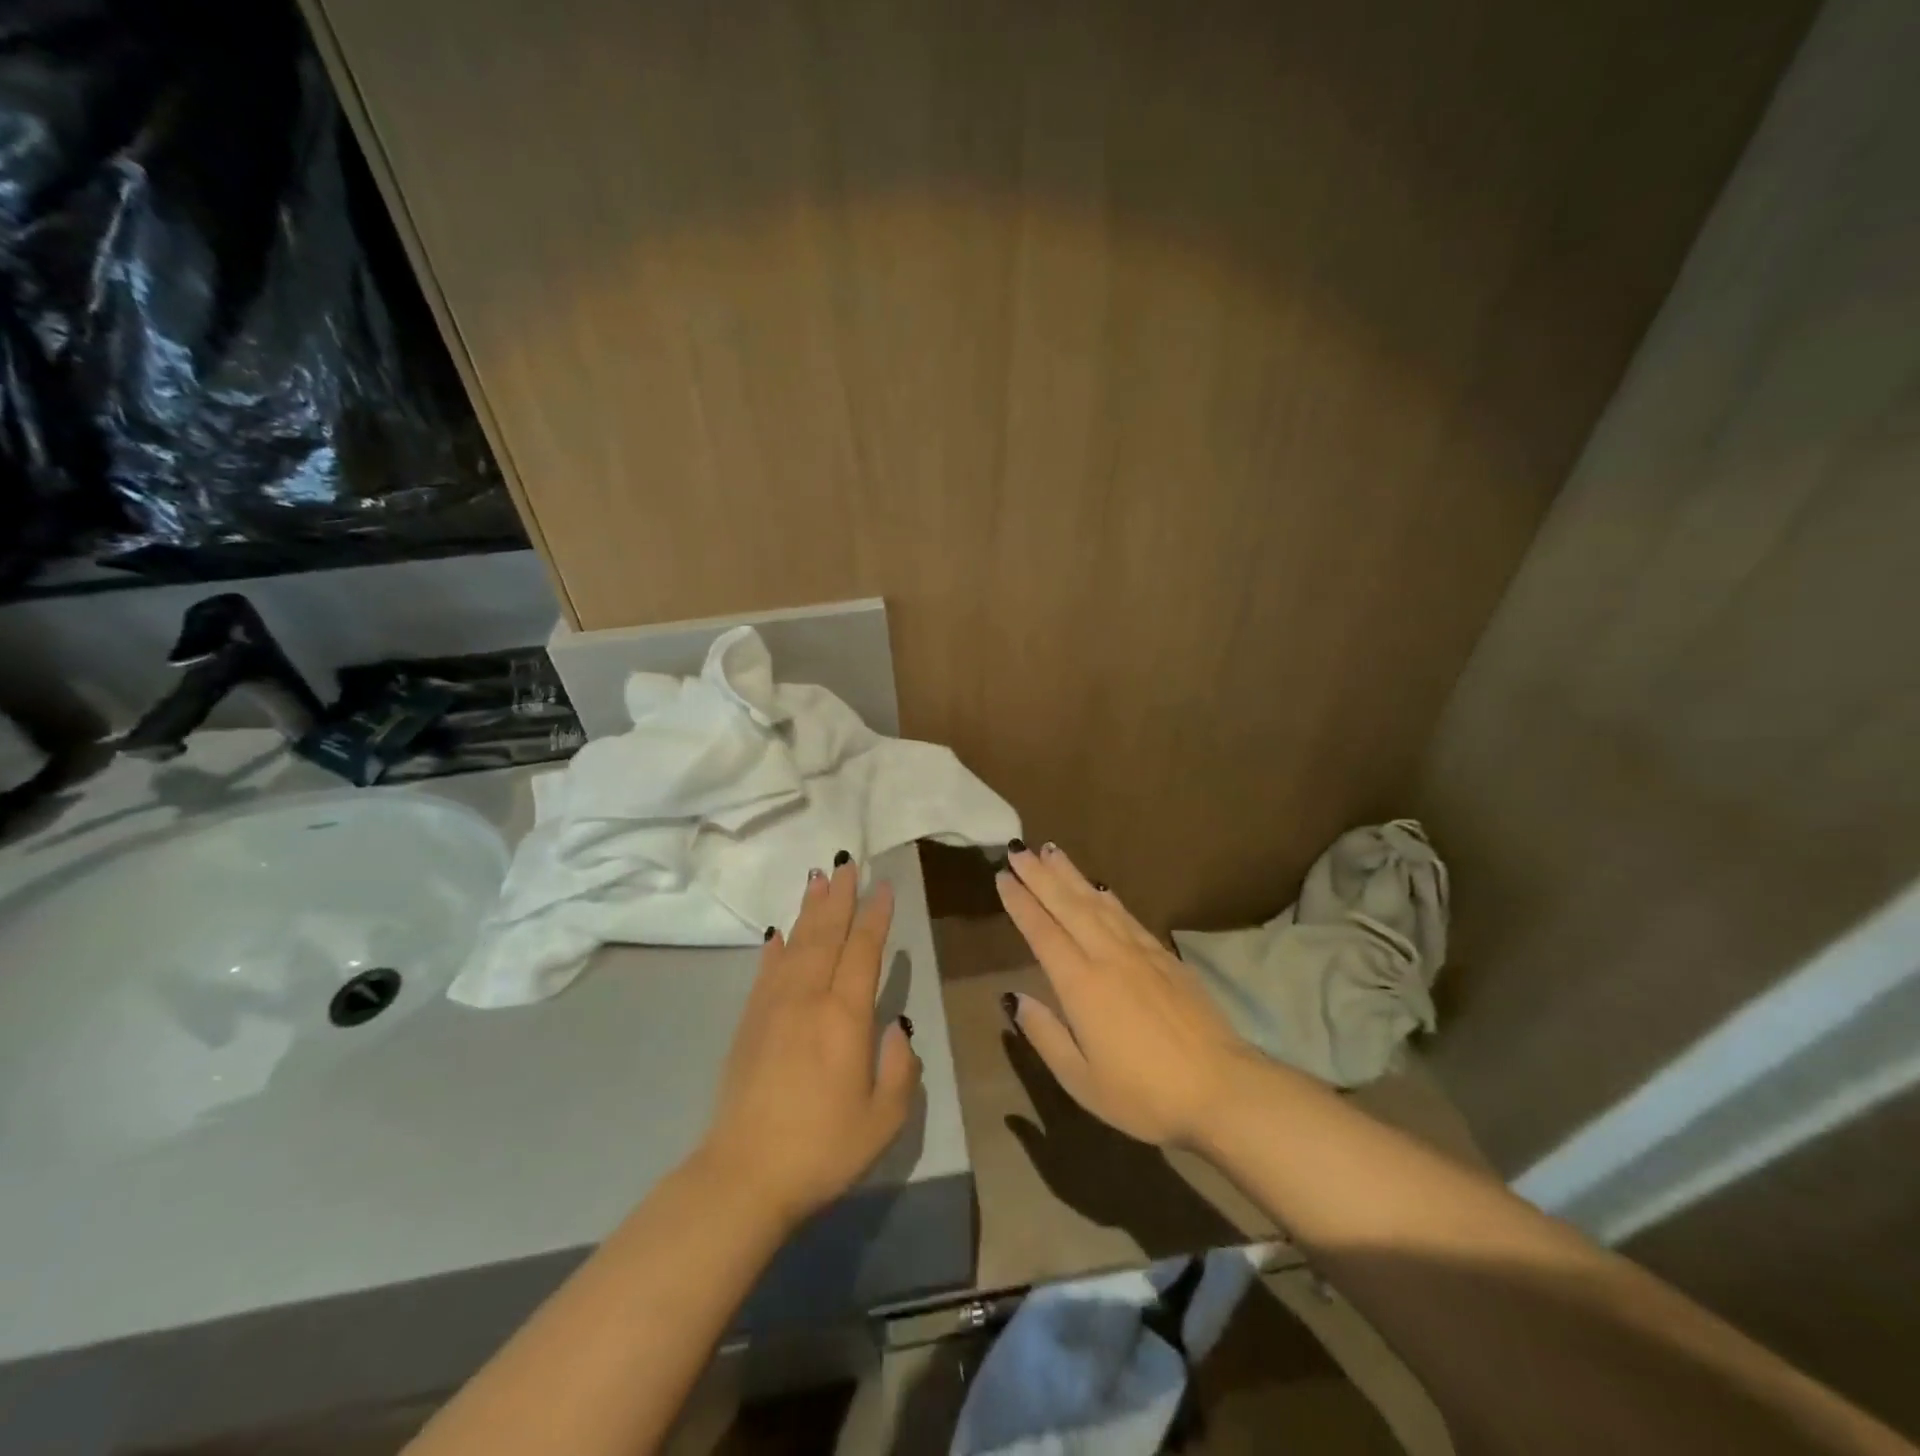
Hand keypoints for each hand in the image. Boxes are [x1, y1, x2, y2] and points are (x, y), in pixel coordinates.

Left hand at [698, 860, 921, 1226]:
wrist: (743, 1174)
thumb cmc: (822, 1148)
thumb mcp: (884, 1119)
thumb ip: (900, 1068)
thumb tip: (896, 1028)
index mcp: (845, 1016)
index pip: (863, 951)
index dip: (875, 916)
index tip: (883, 886)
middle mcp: (808, 998)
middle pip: (826, 934)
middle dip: (839, 897)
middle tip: (846, 864)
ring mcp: (773, 1006)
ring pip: (796, 944)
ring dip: (808, 910)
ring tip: (816, 879)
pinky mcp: (749, 1022)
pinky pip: (766, 971)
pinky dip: (775, 947)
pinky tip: (777, 933)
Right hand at [997, 842, 1258, 1148]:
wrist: (1222, 1088)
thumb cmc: (1145, 1095)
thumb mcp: (1082, 1080)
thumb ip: (1045, 1034)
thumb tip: (1013, 998)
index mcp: (1081, 985)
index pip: (1042, 932)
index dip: (1020, 903)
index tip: (1002, 877)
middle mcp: (1108, 956)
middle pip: (1067, 905)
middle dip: (1040, 876)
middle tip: (1018, 850)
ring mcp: (1140, 952)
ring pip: (1097, 903)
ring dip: (1071, 875)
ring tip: (1051, 851)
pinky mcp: (1166, 957)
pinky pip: (1127, 915)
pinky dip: (1107, 897)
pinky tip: (1099, 888)